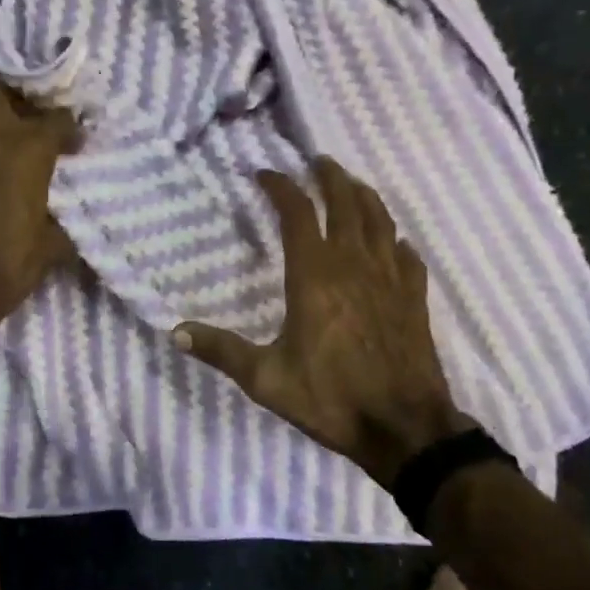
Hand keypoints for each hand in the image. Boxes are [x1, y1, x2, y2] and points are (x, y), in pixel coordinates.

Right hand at [173, 158, 471, 487]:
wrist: (405, 428)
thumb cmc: (331, 398)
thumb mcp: (266, 379)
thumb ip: (221, 351)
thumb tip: (174, 332)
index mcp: (314, 275)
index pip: (297, 213)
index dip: (281, 187)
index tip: (265, 174)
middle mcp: (353, 265)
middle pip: (345, 203)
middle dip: (330, 177)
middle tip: (318, 162)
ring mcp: (389, 278)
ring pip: (380, 220)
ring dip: (365, 196)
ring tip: (353, 185)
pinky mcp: (414, 298)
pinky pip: (408, 256)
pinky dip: (397, 240)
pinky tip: (394, 242)